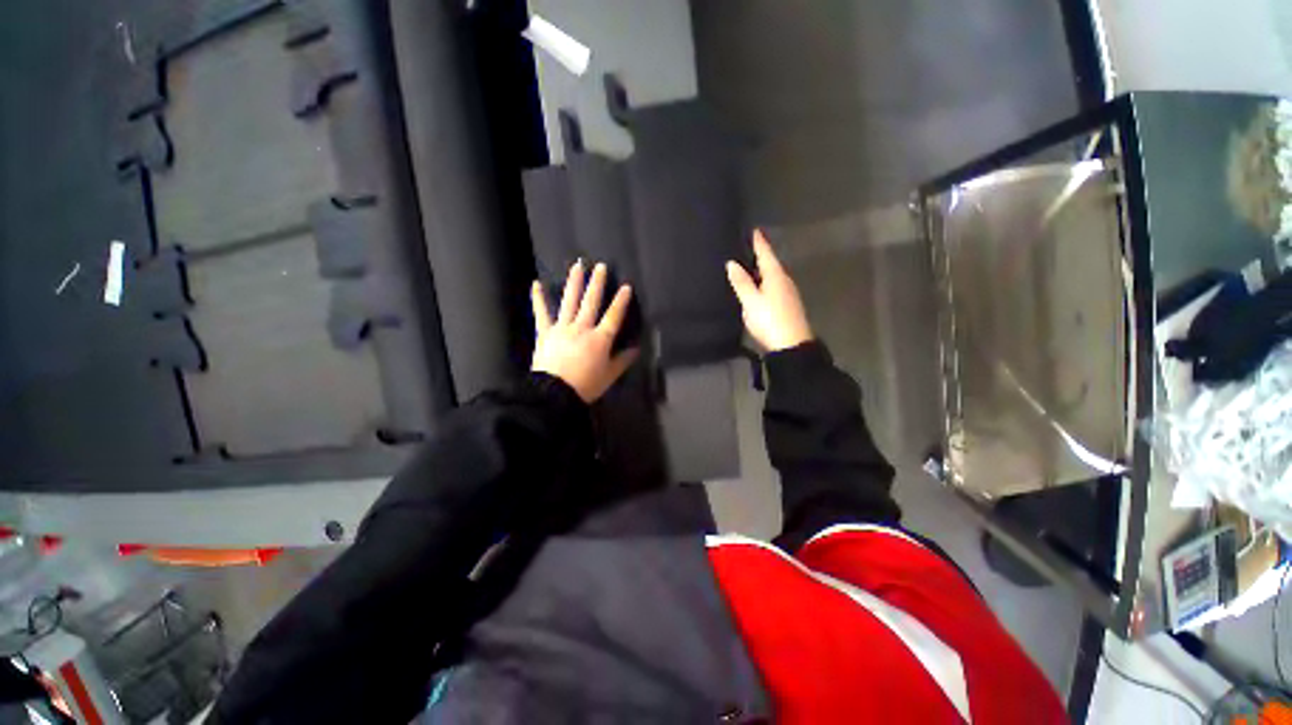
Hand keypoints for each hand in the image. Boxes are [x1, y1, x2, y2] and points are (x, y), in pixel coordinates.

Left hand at [532, 261, 638, 402]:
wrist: (555, 394)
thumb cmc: (586, 385)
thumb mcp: (609, 375)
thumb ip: (623, 360)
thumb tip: (636, 349)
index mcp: (600, 339)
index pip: (613, 316)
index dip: (621, 301)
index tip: (626, 286)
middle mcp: (582, 328)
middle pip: (591, 302)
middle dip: (597, 283)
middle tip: (600, 266)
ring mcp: (562, 328)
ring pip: (570, 301)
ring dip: (574, 282)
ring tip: (578, 266)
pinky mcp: (545, 332)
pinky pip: (541, 313)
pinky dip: (538, 299)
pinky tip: (536, 284)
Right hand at [726, 230, 812, 351]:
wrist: (791, 345)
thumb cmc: (769, 320)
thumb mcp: (750, 301)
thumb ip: (741, 282)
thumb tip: (731, 263)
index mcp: (776, 276)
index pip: (766, 254)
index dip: (759, 242)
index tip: (754, 230)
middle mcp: (785, 281)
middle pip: (771, 264)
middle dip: (760, 256)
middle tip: (747, 249)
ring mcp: (788, 294)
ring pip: (773, 277)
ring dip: (763, 271)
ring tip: (749, 268)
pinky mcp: (788, 306)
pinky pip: (774, 287)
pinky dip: (765, 283)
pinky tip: (759, 289)